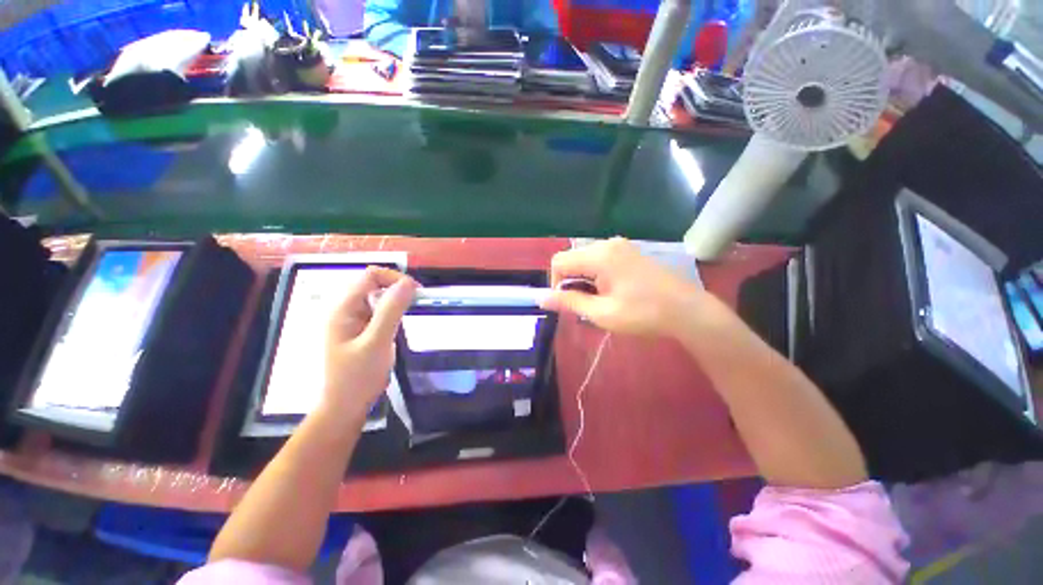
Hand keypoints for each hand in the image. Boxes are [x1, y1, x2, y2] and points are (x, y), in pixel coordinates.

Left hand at [324, 267, 416, 415]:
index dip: (394, 278)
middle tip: (415, 304)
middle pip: (374, 284)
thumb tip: (408, 282)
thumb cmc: (358, 377)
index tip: (415, 292)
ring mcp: (354, 320)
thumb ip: (391, 311)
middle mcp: (347, 309)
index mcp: (344, 308)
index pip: (370, 276)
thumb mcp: (377, 343)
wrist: (346, 406)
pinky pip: (380, 311)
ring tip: (410, 315)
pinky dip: (393, 312)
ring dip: (396, 301)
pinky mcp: (362, 329)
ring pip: (379, 297)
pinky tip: (400, 324)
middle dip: (397, 289)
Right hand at [541, 238, 704, 336]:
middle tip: (586, 305)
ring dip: (584, 280)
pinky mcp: (628, 251)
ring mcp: (620, 245)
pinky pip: (600, 259)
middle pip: (571, 259)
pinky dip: (596, 275)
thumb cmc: (643, 314)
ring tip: (600, 300)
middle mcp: (607, 244)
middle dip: (571, 282)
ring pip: (585, 260)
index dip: (556, 283)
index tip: (569, 303)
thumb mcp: (601, 313)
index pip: (559, 262)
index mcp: (599, 256)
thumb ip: (569, 302)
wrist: (687, 310)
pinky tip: (611, 291)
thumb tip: (540, 298)